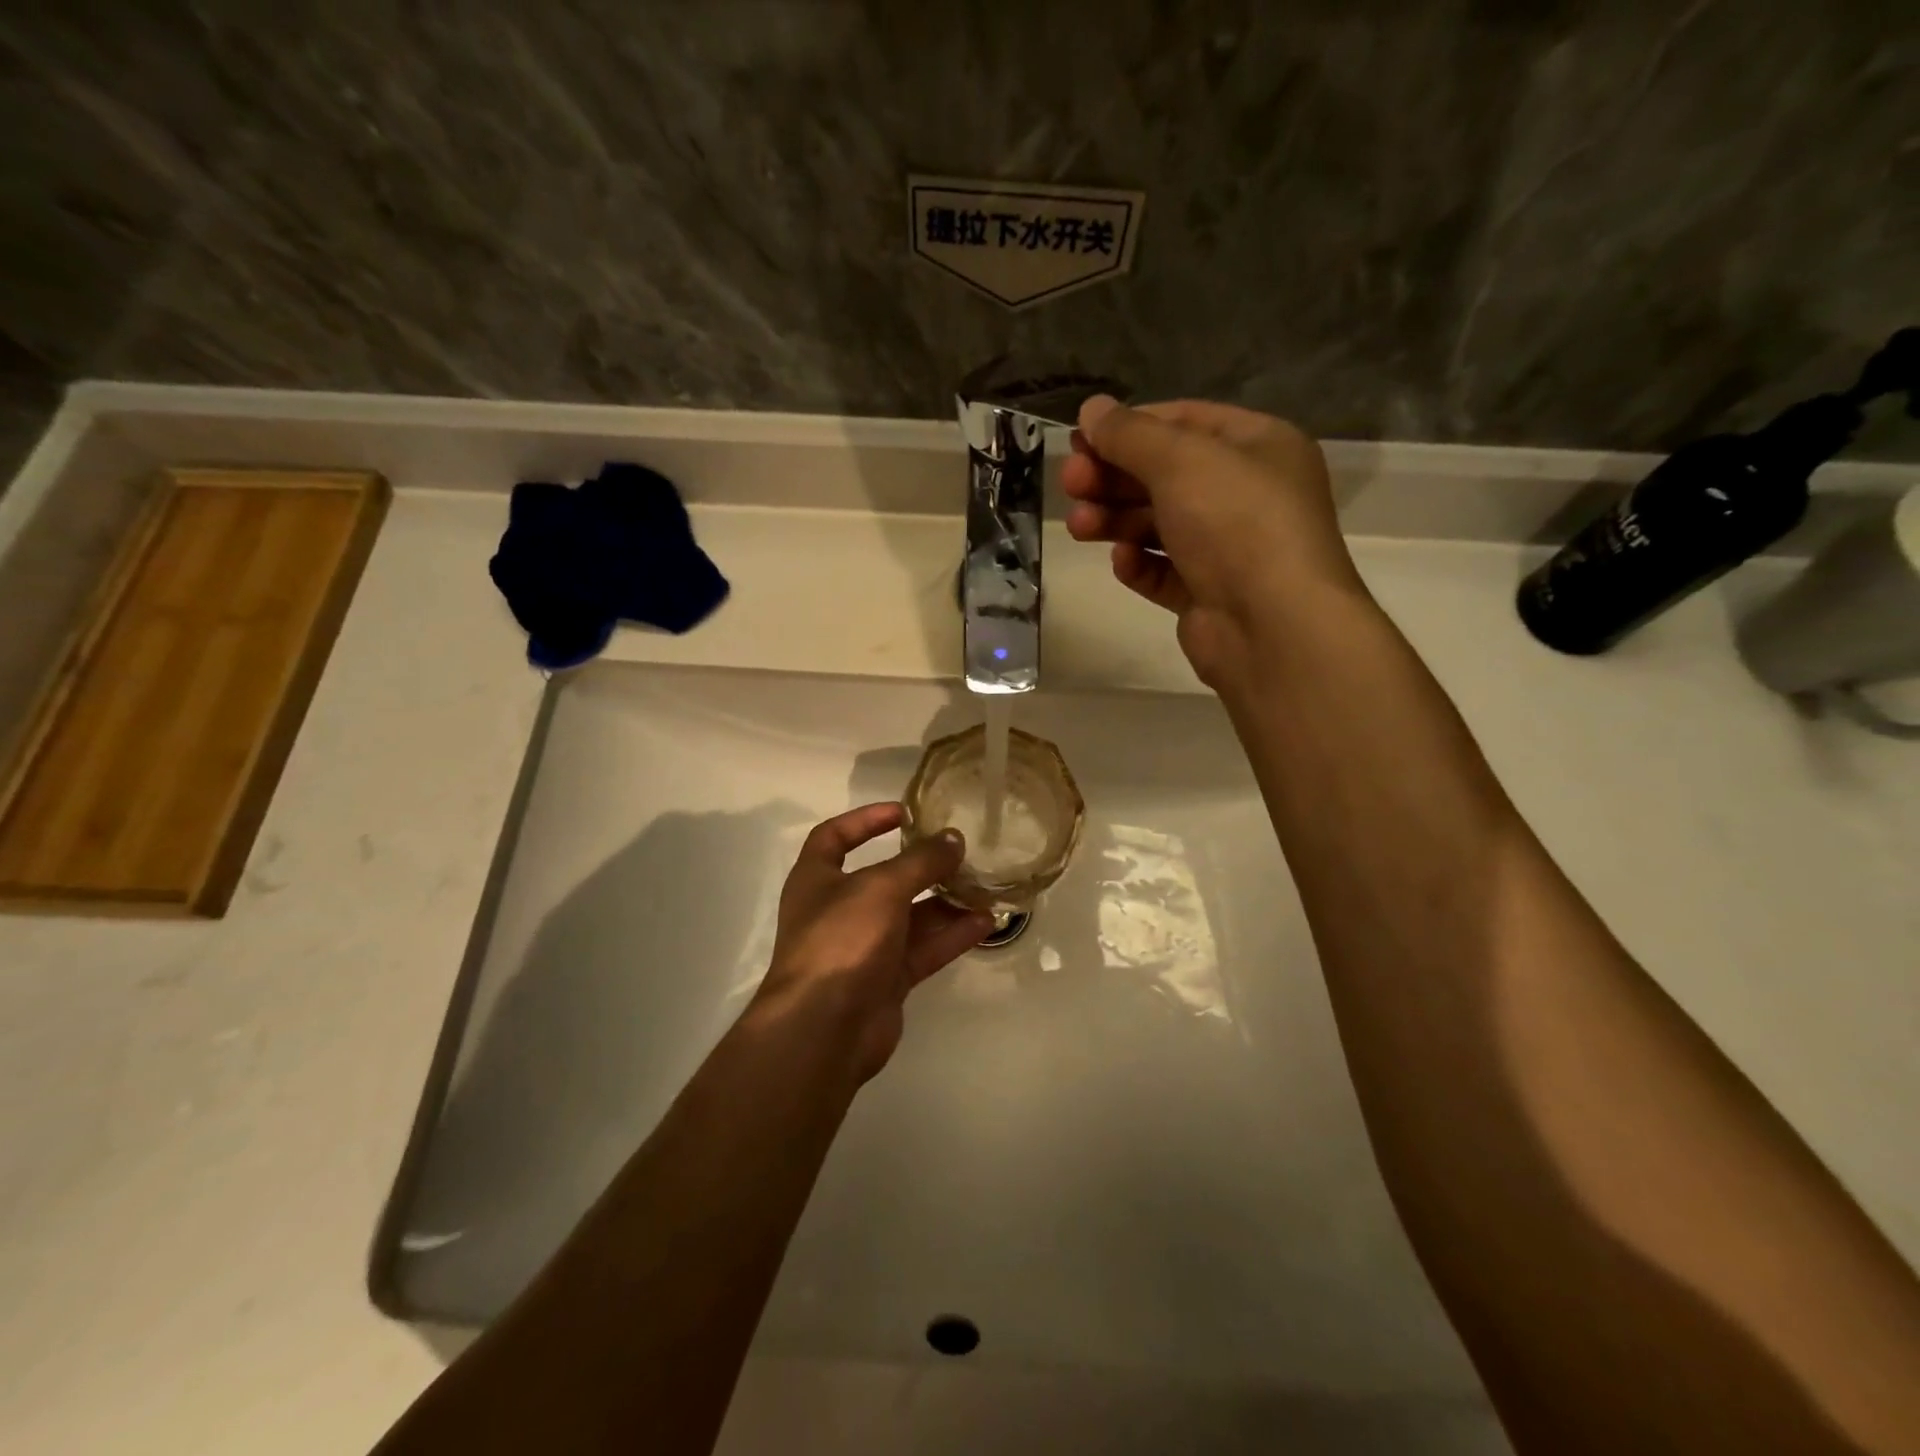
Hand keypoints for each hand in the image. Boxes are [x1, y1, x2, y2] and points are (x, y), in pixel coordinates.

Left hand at [752, 802, 993, 1082]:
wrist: (824, 1028)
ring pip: (910, 917)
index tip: (905, 812)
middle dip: (921, 866)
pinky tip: (985, 923)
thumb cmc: (842, 939)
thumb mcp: (882, 887)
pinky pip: (923, 949)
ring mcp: (863, 947)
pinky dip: (951, 936)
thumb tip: (953, 838)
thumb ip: (921, 861)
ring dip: (945, 902)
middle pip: (884, 879)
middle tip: (960, 852)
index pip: (834, 837)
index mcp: (817, 880)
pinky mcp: (886, 979)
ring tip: (984, 887)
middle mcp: (838, 910)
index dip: (865, 820)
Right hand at [1063, 397, 1368, 685]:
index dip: (1130, 427)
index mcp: (1258, 447)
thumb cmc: (1235, 523)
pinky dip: (1140, 564)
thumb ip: (1130, 435)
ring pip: (1159, 524)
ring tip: (1080, 527)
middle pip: (1166, 475)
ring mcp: (1229, 548)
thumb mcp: (1181, 461)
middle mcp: (1246, 493)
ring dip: (1116, 521)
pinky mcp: (1209, 594)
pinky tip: (1122, 562)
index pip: (1185, 421)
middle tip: (1070, 483)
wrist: (1272, 626)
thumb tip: (1091, 409)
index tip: (1081, 439)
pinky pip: (1165, 570)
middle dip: (1113, 478)